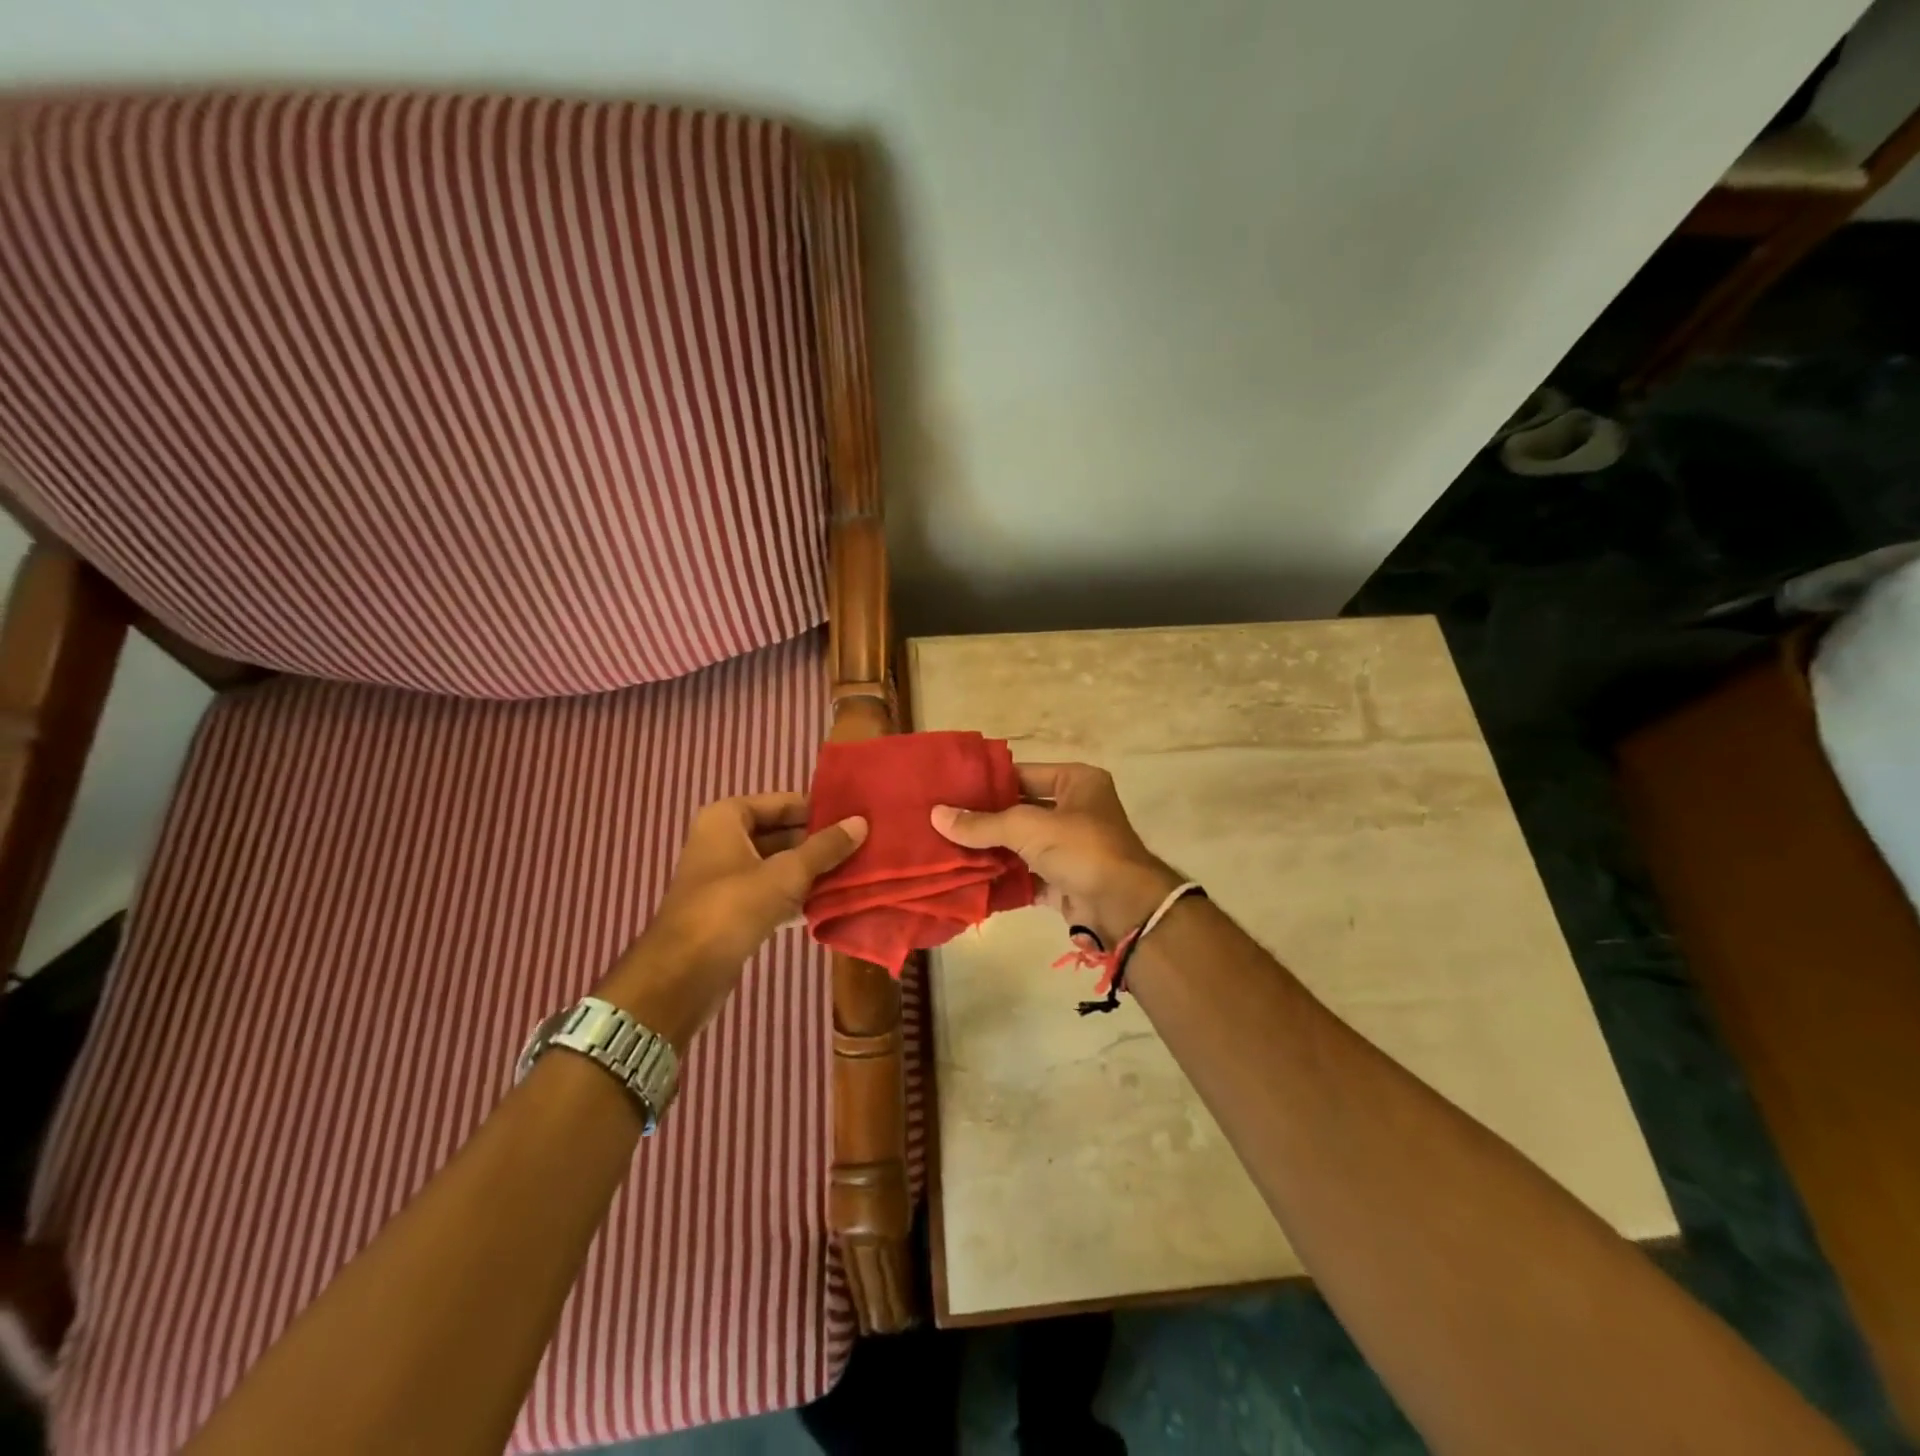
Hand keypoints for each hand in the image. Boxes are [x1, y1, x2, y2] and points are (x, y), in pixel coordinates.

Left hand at [598, 794, 865, 1046]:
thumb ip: (825, 847)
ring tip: (858, 871)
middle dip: (820, 842)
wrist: (683, 975)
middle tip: (865, 845)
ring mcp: (727, 878)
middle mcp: (724, 841)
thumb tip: (862, 822)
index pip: (783, 802)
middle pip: (782, 833)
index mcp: (727, 819)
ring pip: (780, 865)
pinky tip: (834, 902)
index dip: (819, 810)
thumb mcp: (786, 873)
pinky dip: (799, 895)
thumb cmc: (732, 907)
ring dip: (814, 871)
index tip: (857, 817)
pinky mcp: (734, 910)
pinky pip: (774, 892)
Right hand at [931, 763, 1179, 944]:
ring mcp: (1071, 848)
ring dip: (991, 852)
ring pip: (1022, 846)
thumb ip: (982, 823)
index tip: (951, 790)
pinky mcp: (1066, 881)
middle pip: (1020, 811)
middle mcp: (1076, 810)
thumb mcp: (1027, 827)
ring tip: (947, 850)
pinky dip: (1004, 880)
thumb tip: (936, 815)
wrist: (1124, 908)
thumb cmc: (1081, 848)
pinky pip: (1027, 877)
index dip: (988, 782)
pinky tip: (970, 881)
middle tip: (943, 821)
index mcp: (1077, 782)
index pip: (1022, 773)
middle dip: (985, 820)